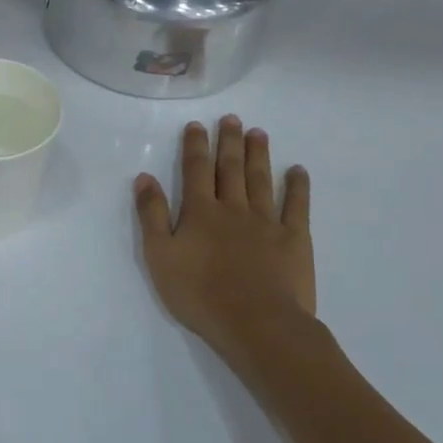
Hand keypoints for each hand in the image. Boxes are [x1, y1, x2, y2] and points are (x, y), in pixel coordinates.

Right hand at [134, 117, 315, 370]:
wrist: (256, 323)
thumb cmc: (199, 293)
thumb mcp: (159, 255)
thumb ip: (151, 215)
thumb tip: (145, 177)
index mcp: (199, 212)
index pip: (195, 170)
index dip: (195, 146)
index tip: (197, 125)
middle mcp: (233, 208)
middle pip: (230, 169)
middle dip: (229, 142)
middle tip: (232, 118)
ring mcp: (267, 222)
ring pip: (260, 181)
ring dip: (258, 155)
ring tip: (258, 133)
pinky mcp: (294, 240)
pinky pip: (297, 207)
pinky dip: (297, 187)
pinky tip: (297, 171)